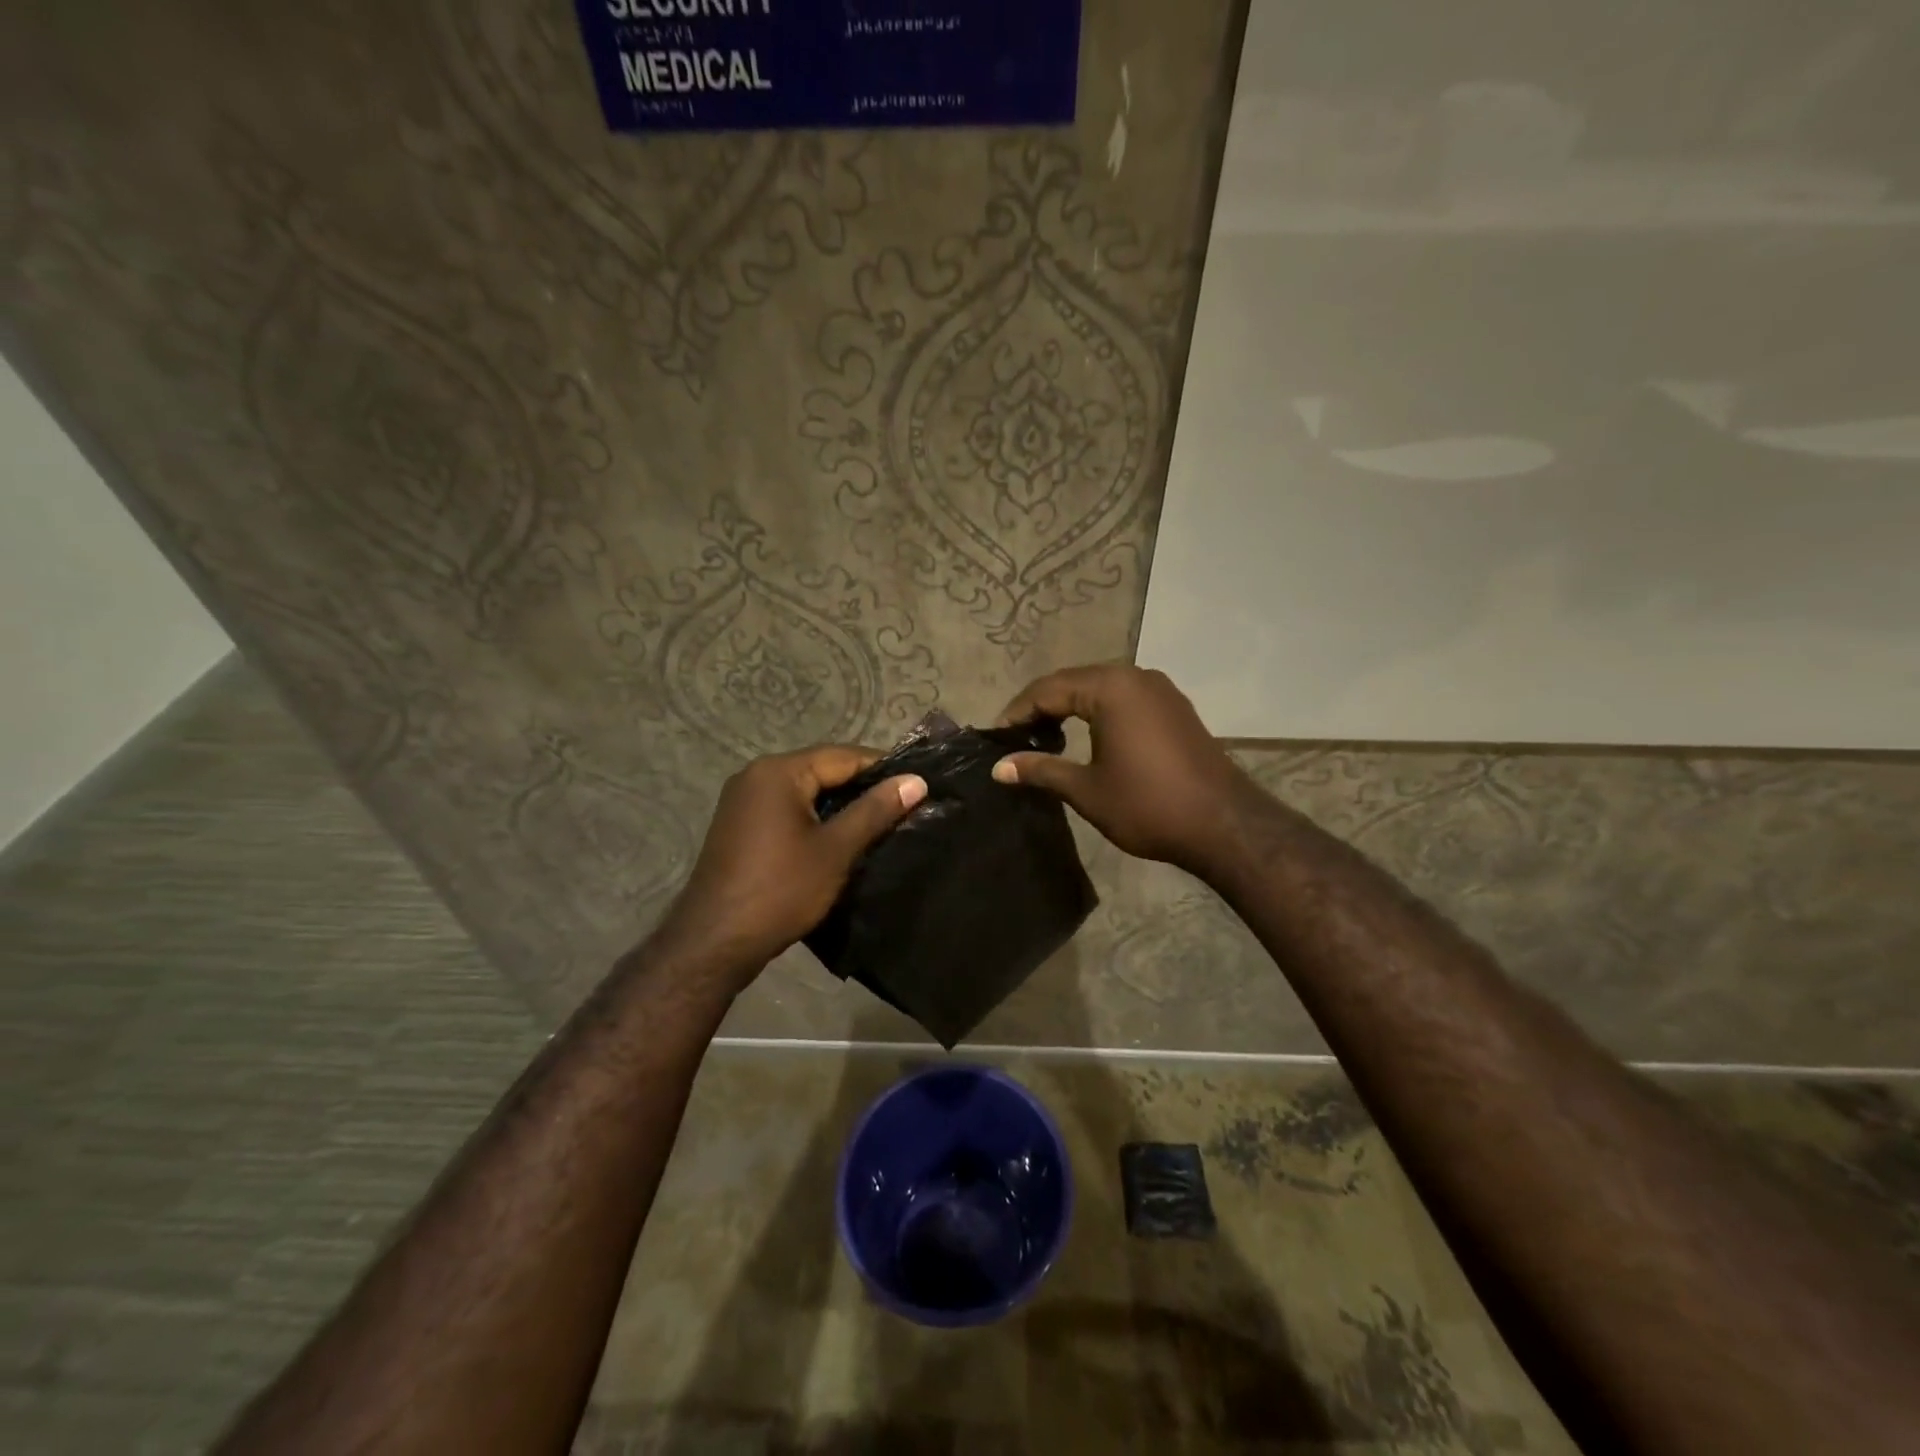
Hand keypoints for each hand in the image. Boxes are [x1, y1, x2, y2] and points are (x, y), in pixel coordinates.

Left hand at [656, 746, 926, 989]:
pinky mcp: (738, 826)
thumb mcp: (836, 849)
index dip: (882, 769)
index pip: (842, 756)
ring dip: (838, 805)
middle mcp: (755, 775)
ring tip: (878, 823)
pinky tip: (837, 838)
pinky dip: (813, 818)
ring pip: (804, 792)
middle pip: (821, 770)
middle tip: (902, 807)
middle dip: (861, 787)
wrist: (714, 942)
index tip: (916, 786)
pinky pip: (785, 809)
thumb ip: (876, 810)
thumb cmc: (781, 890)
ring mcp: (742, 801)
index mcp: (778, 772)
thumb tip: (916, 780)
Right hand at [990, 664, 1248, 876]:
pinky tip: (1086, 737)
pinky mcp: (1174, 706)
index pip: (1048, 689)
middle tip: (1016, 736)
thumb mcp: (1086, 789)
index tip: (996, 737)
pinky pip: (1124, 697)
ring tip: (1044, 737)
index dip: (1017, 712)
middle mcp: (1135, 676)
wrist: (1224, 824)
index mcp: (1110, 688)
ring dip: (1070, 708)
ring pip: (1100, 687)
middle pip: (1073, 682)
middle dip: (1041, 706)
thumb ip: (1040, 770)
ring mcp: (1159, 689)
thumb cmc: (1148, 805)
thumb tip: (999, 768)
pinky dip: (1097, 711)